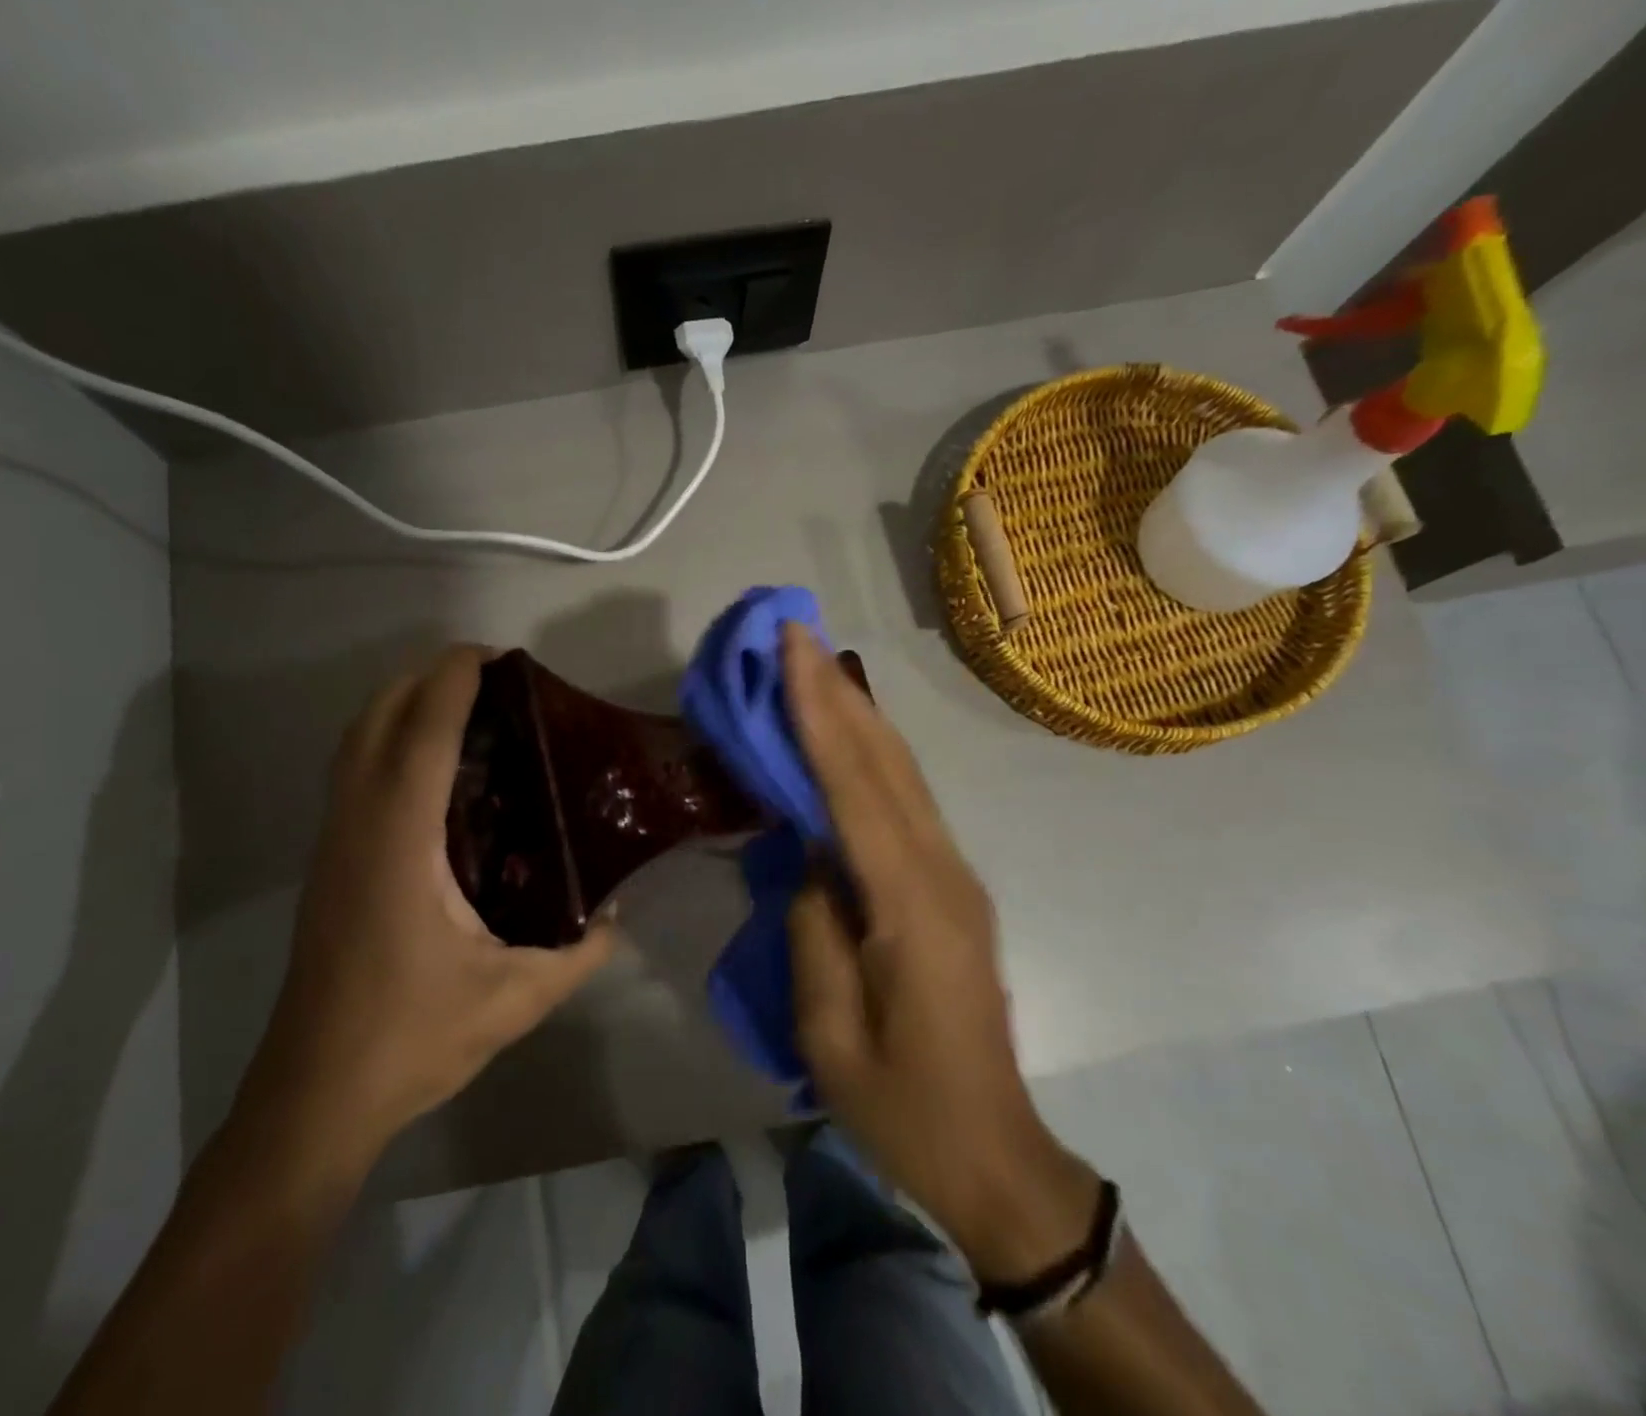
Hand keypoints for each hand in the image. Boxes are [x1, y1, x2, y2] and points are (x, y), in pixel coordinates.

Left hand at [238, 646, 616, 1180]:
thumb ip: (579, 952)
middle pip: (376, 719)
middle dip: (425, 678)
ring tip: (464, 706)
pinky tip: (433, 769)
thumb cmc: (412, 1038)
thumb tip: (617, 916)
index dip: (454, 682)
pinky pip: (353, 771)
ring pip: (355, 742)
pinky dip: (387, 740)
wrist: (316, 1094)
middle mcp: (358, 826)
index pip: (423, 735)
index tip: (493, 655)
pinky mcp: (329, 861)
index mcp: (400, 843)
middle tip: (490, 678)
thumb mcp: (516, 998)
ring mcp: (334, 842)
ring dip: (401, 704)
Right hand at [781, 624, 1096, 1280]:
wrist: (995, 1152)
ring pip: (902, 774)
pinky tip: (845, 737)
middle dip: (837, 691)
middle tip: (794, 635)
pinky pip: (905, 804)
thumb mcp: (830, 1033)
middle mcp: (942, 871)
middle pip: (885, 762)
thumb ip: (814, 928)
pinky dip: (870, 757)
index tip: (791, 649)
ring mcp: (955, 876)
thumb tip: (809, 854)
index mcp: (910, 906)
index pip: (853, 787)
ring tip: (813, 667)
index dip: (818, 712)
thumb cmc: (903, 1106)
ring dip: (856, 714)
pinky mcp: (951, 887)